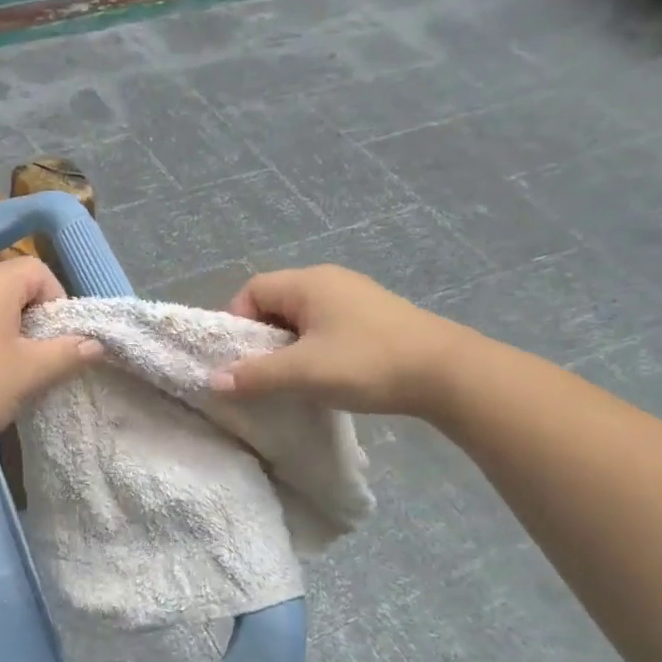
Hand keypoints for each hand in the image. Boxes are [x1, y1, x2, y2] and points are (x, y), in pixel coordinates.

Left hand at [0, 257, 102, 447]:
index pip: (38, 271)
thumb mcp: (29, 373)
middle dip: (32, 323)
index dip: (58, 302)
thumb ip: (67, 355)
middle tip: (35, 362)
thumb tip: (95, 344)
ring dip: (5, 336)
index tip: (56, 341)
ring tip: (6, 375)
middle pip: (12, 289)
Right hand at [210, 265, 476, 416]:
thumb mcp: (303, 372)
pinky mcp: (374, 318)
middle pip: (275, 303)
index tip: (240, 358)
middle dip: (262, 338)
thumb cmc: (367, 363)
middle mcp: (330, 281)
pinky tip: (324, 375)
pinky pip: (326, 327)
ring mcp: (355, 298)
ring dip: (288, 347)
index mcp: (308, 283)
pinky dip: (314, 349)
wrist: (448, 374)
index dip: (237, 322)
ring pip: (302, 318)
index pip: (252, 290)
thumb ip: (255, 375)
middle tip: (262, 372)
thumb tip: (213, 380)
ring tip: (292, 378)